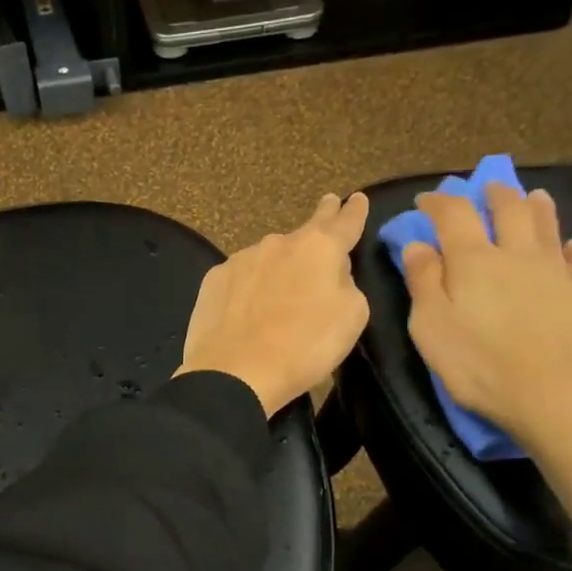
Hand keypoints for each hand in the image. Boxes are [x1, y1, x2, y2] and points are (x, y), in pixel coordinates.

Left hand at [176, 192, 371, 416]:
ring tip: (280, 290)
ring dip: (280, 265)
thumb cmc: (304, 347)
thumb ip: (347, 284)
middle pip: (305, 230)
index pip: (344, 222)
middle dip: (321, 218)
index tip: (357, 198)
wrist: (235, 372)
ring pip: (270, 256)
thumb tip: (332, 273)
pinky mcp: (214, 280)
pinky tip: (247, 307)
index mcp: (320, 248)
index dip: (354, 211)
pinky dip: (249, 287)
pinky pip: (241, 278)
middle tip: (327, 205)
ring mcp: (242, 259)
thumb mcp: (351, 317)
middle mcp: (279, 243)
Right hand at [400, 181, 571, 445]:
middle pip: (508, 209)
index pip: (454, 215)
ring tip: (533, 196)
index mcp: (474, 260)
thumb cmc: (480, 365)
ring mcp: (556, 272)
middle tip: (486, 188)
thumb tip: (416, 245)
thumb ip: (423, 283)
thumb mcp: (431, 327)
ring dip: (537, 207)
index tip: (426, 200)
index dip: (439, 202)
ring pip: (547, 227)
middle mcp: (517, 254)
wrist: (556, 393)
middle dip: (494, 194)